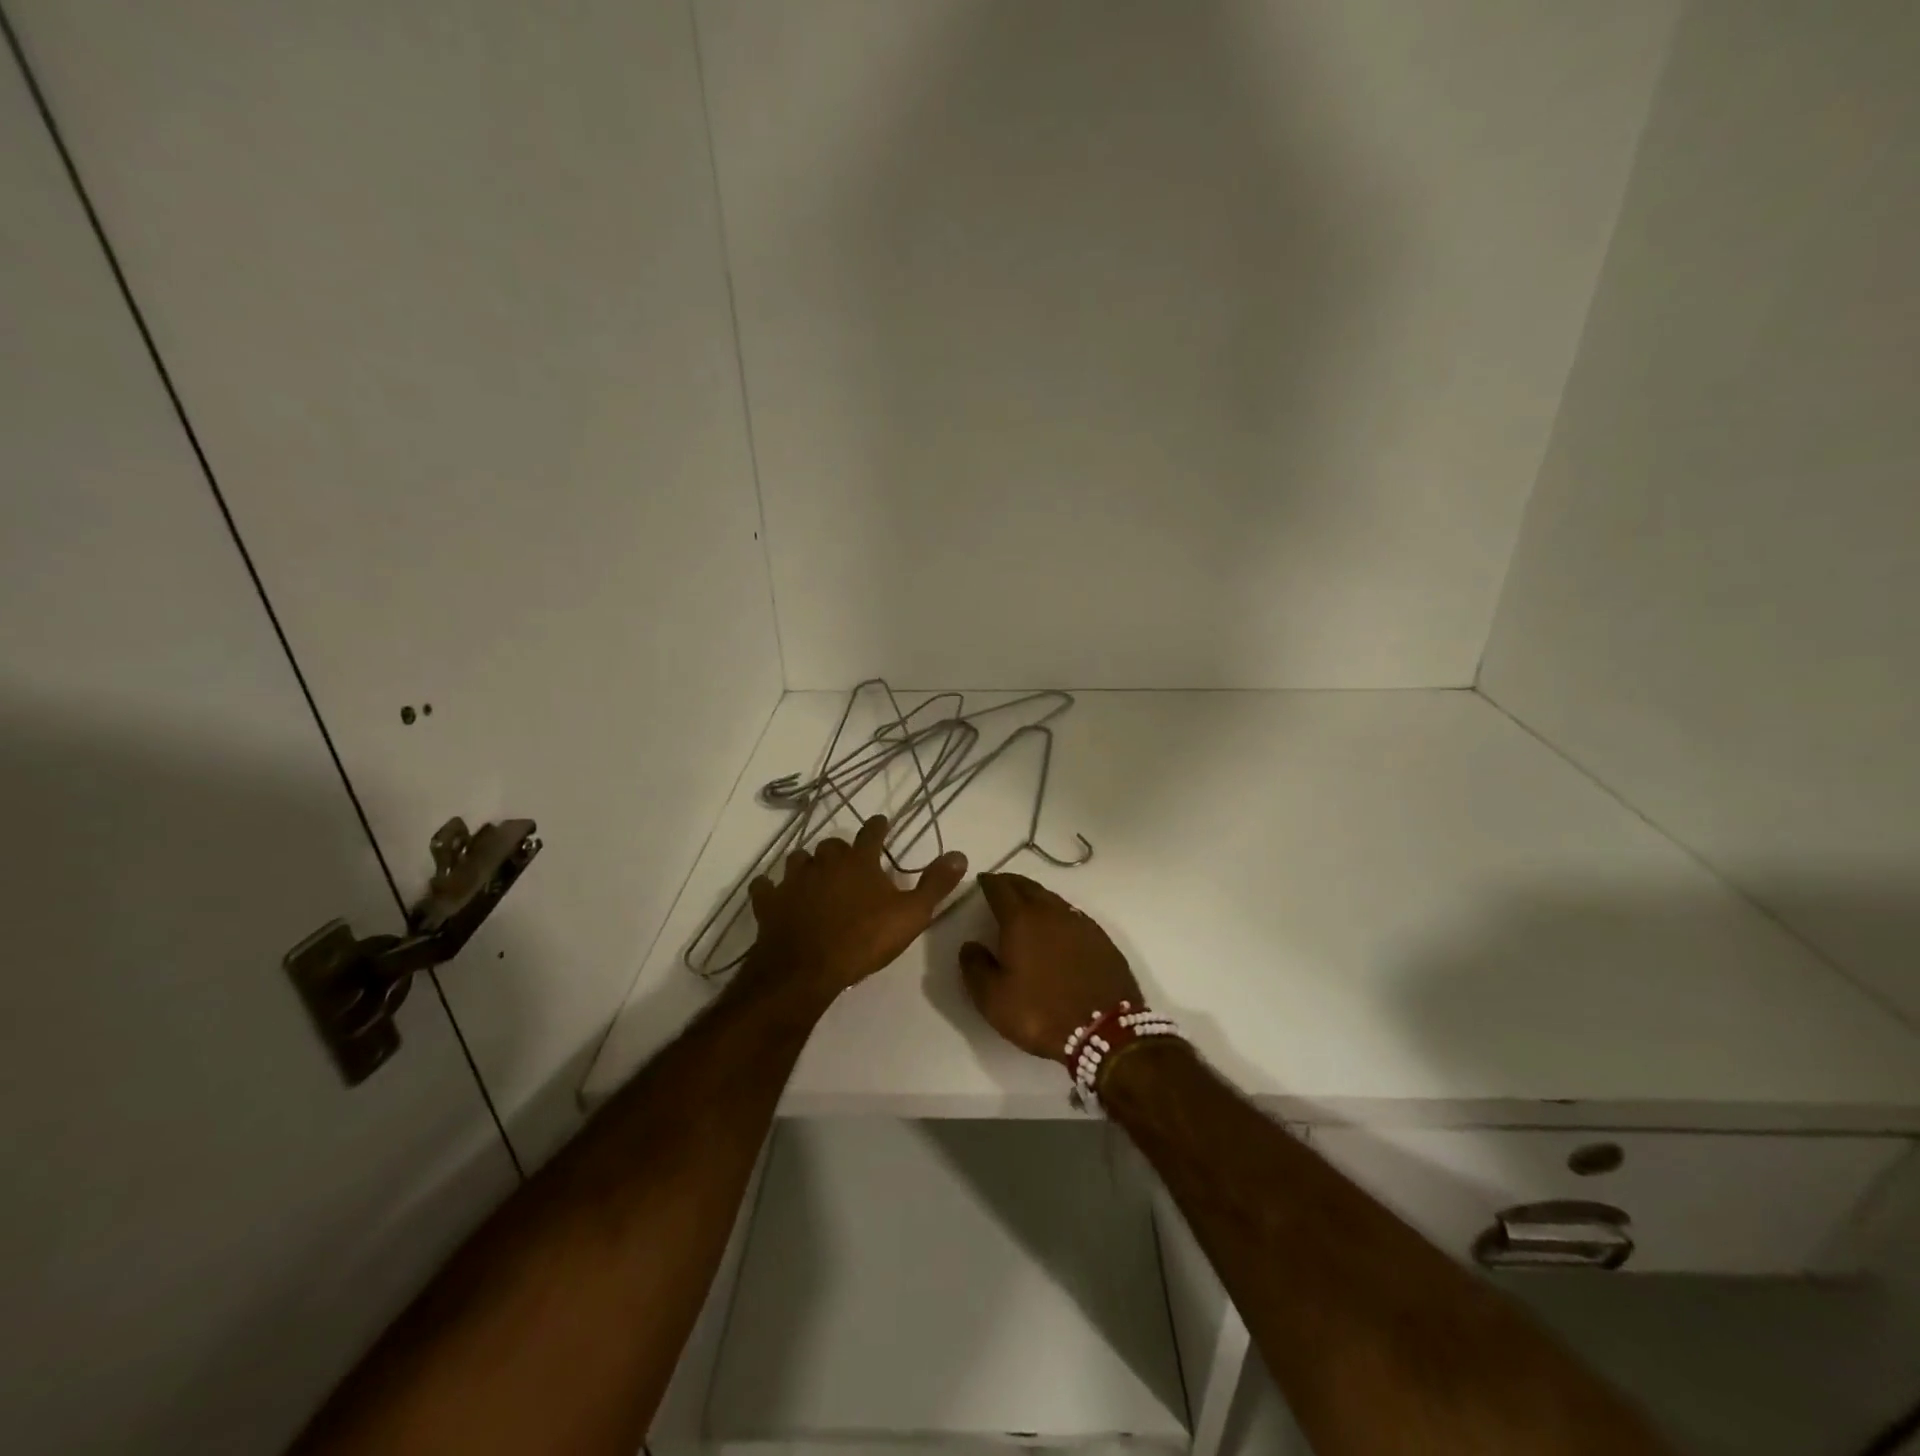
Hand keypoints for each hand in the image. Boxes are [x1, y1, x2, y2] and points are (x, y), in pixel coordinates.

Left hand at [747, 815, 966, 1001]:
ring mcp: (793, 881)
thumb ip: (935, 884)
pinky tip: (774, 894)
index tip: (880, 822)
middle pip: (831, 845)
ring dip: (807, 865)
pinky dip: (771, 889)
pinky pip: (766, 887)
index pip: (871, 833)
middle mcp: (824, 862)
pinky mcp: (769, 902)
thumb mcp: (911, 915)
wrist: (806, 969)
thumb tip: (959, 854)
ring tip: (813, 875)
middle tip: (848, 861)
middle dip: (840, 850)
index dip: (877, 826)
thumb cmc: (863, 939)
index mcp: (859, 862)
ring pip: (798, 860)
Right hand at [959, 872, 1142, 1060]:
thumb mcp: (993, 999)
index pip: (1000, 889)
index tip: (982, 881)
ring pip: (1052, 898)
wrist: (1105, 1031)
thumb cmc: (1040, 1012)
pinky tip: (1057, 927)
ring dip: (1036, 896)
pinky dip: (1058, 914)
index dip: (989, 882)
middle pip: (1028, 886)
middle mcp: (1051, 912)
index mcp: (1021, 919)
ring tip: (1026, 904)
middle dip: (1012, 883)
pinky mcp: (1101, 938)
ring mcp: (1080, 923)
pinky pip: (1072, 915)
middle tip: (1001, 886)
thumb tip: (970, 945)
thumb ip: (975, 967)